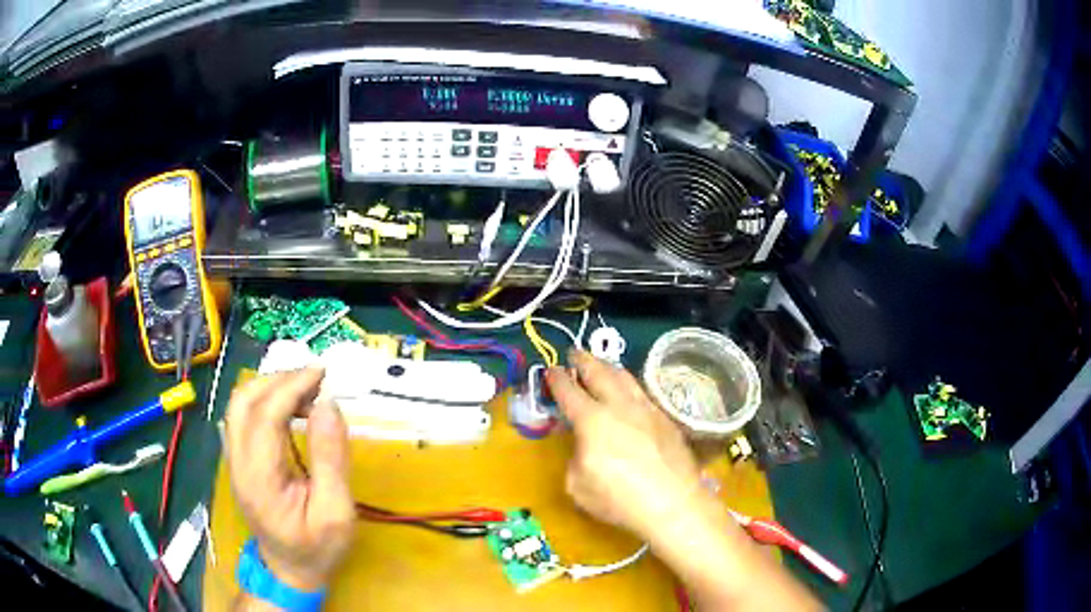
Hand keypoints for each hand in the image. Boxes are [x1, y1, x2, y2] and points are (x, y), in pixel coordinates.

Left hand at [225, 368, 355, 591]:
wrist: (290, 571)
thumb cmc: (317, 548)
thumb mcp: (336, 512)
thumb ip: (331, 458)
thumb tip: (328, 404)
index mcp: (260, 479)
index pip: (264, 416)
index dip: (291, 387)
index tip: (321, 374)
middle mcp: (238, 463)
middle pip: (243, 401)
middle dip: (278, 380)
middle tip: (314, 381)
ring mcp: (234, 460)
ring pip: (239, 404)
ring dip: (270, 387)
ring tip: (305, 392)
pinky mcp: (238, 459)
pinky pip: (243, 416)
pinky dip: (265, 400)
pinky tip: (289, 408)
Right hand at [549, 351, 821, 610]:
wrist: (672, 503)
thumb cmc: (619, 499)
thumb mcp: (578, 486)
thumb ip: (575, 459)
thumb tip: (585, 448)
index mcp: (592, 420)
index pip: (569, 391)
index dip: (557, 379)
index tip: (550, 370)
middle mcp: (619, 406)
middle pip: (599, 373)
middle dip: (584, 360)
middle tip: (575, 354)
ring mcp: (647, 410)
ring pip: (626, 378)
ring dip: (609, 367)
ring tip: (602, 365)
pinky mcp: (666, 419)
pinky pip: (643, 393)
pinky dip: (630, 386)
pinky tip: (631, 393)